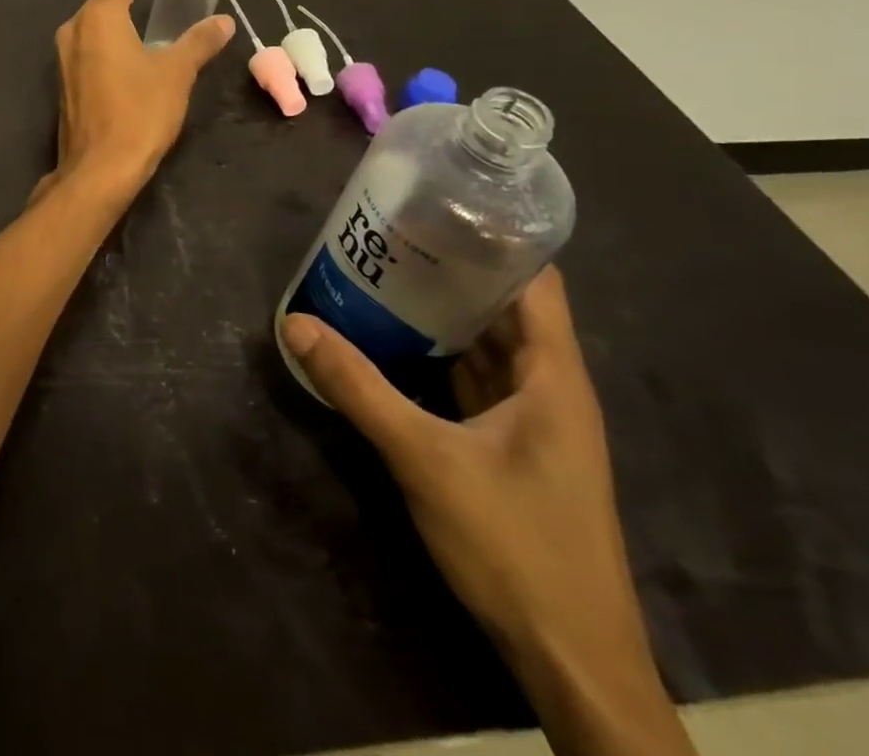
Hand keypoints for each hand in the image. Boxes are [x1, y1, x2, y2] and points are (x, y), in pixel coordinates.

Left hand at [34, 0, 233, 202]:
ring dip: (109, 18)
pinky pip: (84, 49)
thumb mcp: (177, 73)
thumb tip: (224, 21)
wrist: (99, 166)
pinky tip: (119, 53)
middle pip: (97, 2)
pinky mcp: (64, 84)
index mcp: (99, 19)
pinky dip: (101, 42)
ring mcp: (64, 59)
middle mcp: (74, 32)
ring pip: (87, 26)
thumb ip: (199, 42)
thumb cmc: (140, 111)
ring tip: (133, 15)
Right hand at [283, 269, 694, 755]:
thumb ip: (358, 388)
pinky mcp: (514, 451)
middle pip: (505, 308)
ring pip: (488, 347)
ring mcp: (534, 423)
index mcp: (554, 376)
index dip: (494, 237)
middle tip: (387, 234)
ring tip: (382, 274)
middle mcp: (551, 389)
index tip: (435, 206)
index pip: (535, 280)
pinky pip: (475, 383)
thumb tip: (296, 324)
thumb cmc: (515, 546)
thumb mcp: (425, 459)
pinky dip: (440, 357)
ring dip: (443, 314)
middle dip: (451, 270)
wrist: (572, 662)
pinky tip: (394, 344)